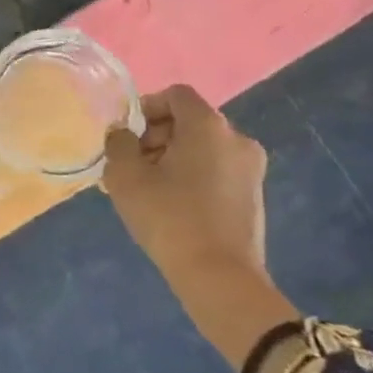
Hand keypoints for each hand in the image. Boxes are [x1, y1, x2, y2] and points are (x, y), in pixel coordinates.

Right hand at [102, 85, 266, 277]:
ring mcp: (251, 169)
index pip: (175, 95)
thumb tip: (123, 134)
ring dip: (172, 158)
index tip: (128, 137)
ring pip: (202, 148)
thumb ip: (118, 143)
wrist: (219, 278)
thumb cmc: (169, 216)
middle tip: (132, 165)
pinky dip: (192, 176)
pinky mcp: (254, 196)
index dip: (146, 107)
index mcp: (208, 126)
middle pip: (189, 121)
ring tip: (148, 189)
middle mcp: (236, 139)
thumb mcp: (125, 175)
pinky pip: (215, 170)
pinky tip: (172, 205)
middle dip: (156, 135)